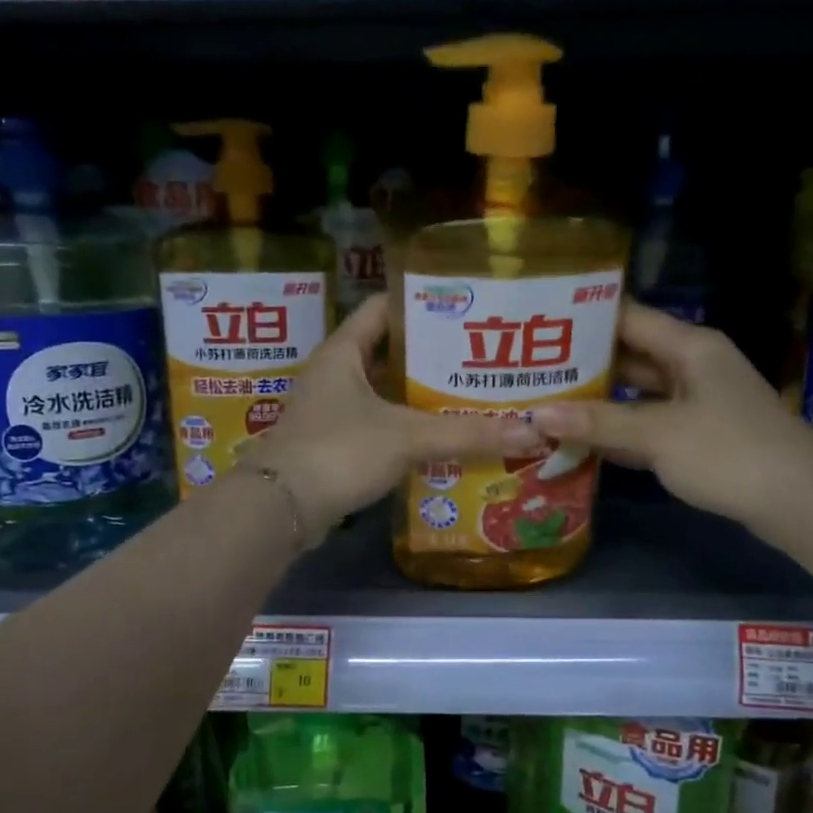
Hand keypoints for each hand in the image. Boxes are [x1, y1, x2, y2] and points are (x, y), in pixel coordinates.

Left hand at [257, 296, 542, 538]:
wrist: (280, 508)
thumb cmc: (339, 451)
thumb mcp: (407, 437)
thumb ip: (467, 434)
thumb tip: (531, 433)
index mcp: (342, 352)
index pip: (383, 308)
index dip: (421, 303)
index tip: (464, 308)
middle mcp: (332, 374)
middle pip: (386, 352)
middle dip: (429, 356)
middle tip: (476, 358)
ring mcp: (328, 411)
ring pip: (381, 393)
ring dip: (417, 396)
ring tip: (466, 396)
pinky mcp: (331, 445)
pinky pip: (375, 426)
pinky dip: (403, 428)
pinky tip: (437, 438)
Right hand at [530, 303, 812, 529]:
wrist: (799, 502)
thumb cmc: (729, 452)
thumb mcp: (658, 434)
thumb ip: (597, 423)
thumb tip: (535, 415)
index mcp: (690, 347)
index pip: (628, 317)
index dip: (584, 317)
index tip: (539, 322)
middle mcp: (692, 367)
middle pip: (629, 357)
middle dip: (583, 364)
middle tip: (530, 368)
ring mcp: (696, 404)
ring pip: (636, 394)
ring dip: (597, 402)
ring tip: (544, 401)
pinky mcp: (697, 438)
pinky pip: (647, 426)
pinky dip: (618, 432)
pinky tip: (579, 440)